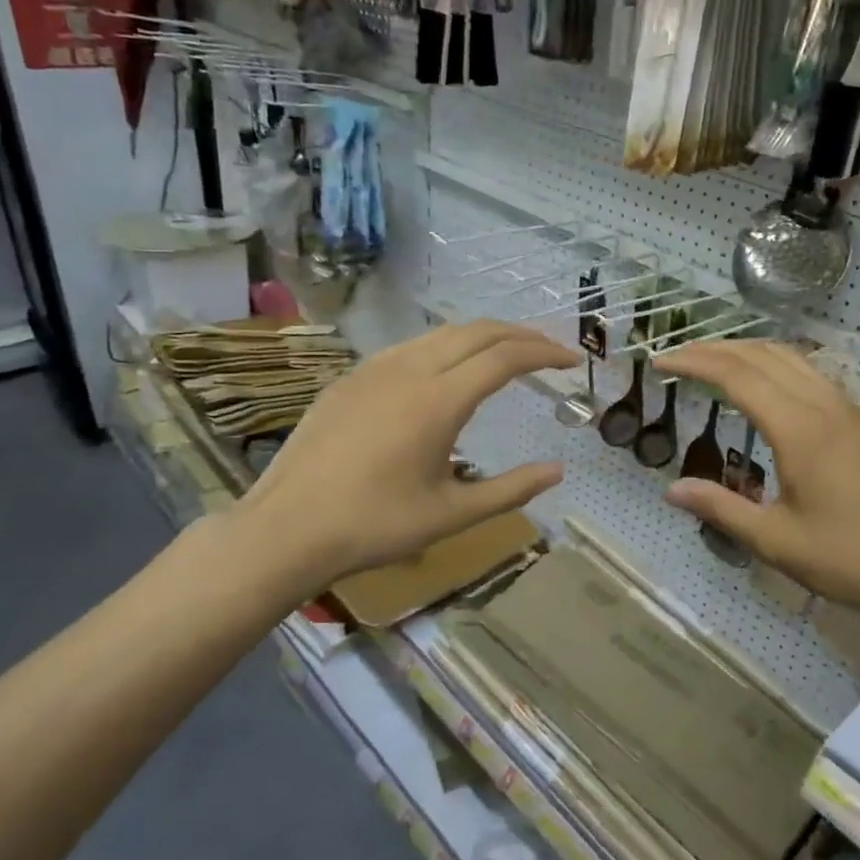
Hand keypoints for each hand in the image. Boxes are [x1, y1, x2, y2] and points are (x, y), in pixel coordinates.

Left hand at [235, 321, 578, 590]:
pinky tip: (447, 372)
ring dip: (483, 336)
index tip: (572, 362)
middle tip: (549, 351)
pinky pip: (410, 347)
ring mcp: (375, 368)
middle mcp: (410, 369)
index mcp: (440, 400)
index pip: (506, 358)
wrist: (287, 527)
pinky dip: (446, 347)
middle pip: (477, 331)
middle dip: (521, 334)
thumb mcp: (452, 514)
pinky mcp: (351, 378)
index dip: (545, 353)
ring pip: (441, 333)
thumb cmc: (375, 525)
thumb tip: (557, 471)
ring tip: (507, 355)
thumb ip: (510, 489)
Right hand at [653, 341, 859, 637]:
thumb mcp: (777, 542)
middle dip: (714, 349)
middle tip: (677, 358)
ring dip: (747, 351)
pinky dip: (776, 365)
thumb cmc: (852, 559)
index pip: (736, 375)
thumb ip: (722, 509)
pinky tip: (766, 387)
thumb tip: (671, 490)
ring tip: (713, 363)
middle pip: (762, 355)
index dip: (694, 363)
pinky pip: (812, 373)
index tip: (660, 363)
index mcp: (799, 429)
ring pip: (791, 358)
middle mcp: (824, 405)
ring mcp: (850, 408)